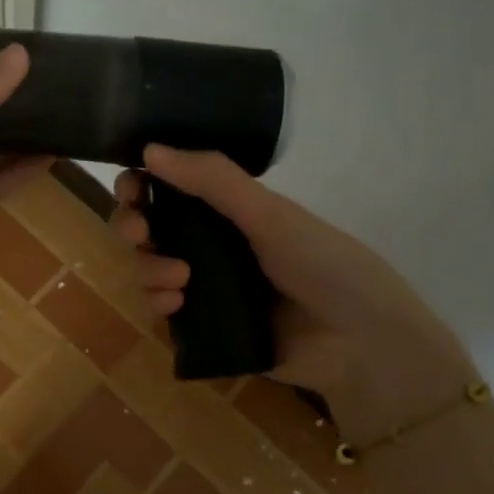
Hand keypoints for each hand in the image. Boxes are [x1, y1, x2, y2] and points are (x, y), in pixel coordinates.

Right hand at [113, 146, 474, 418]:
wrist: (361, 345)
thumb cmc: (324, 266)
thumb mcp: (271, 216)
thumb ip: (213, 181)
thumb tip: (150, 148)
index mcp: (231, 210)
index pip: (171, 188)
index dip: (142, 184)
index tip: (131, 189)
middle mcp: (214, 244)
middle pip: (150, 228)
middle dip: (134, 226)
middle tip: (140, 234)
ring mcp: (208, 286)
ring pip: (150, 268)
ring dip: (149, 269)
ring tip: (179, 281)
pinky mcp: (205, 327)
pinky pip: (163, 310)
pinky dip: (158, 304)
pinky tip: (176, 306)